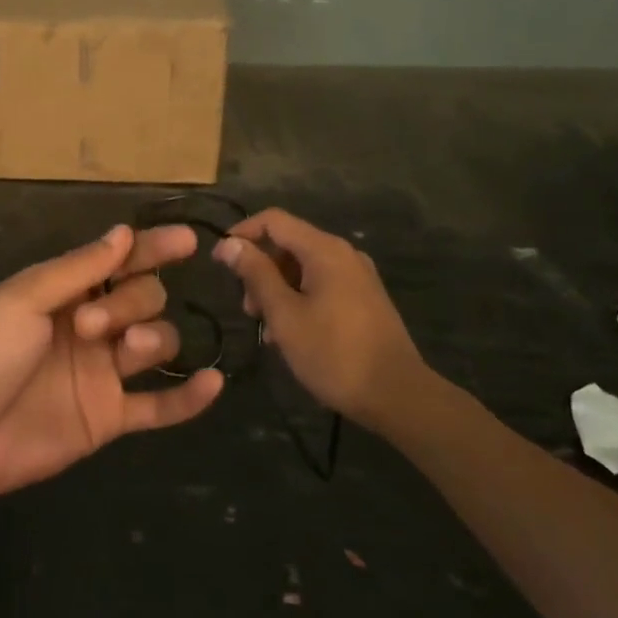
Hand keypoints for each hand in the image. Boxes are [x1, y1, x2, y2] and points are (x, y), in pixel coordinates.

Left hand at [0, 224, 224, 500]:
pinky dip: (188, 398)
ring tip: (126, 351)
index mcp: (66, 292)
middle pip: (143, 299)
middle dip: (130, 302)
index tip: (187, 240)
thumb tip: (125, 232)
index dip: (153, 248)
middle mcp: (91, 327)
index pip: (121, 262)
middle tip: (89, 325)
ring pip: (156, 343)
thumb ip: (79, 269)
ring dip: (154, 340)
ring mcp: (102, 373)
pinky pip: (159, 406)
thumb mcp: (24, 299)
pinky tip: (213, 383)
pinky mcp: (108, 417)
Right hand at [212, 208, 433, 421]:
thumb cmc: (334, 354)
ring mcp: (357, 276)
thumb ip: (256, 274)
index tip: (219, 262)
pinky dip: (299, 297)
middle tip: (247, 308)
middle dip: (260, 268)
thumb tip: (229, 243)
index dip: (242, 234)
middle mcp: (344, 254)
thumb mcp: (285, 314)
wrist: (398, 396)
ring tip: (267, 327)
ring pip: (304, 266)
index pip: (273, 220)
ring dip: (277, 287)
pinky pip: (321, 284)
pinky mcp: (364, 299)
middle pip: (289, 243)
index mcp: (324, 250)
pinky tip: (291, 332)